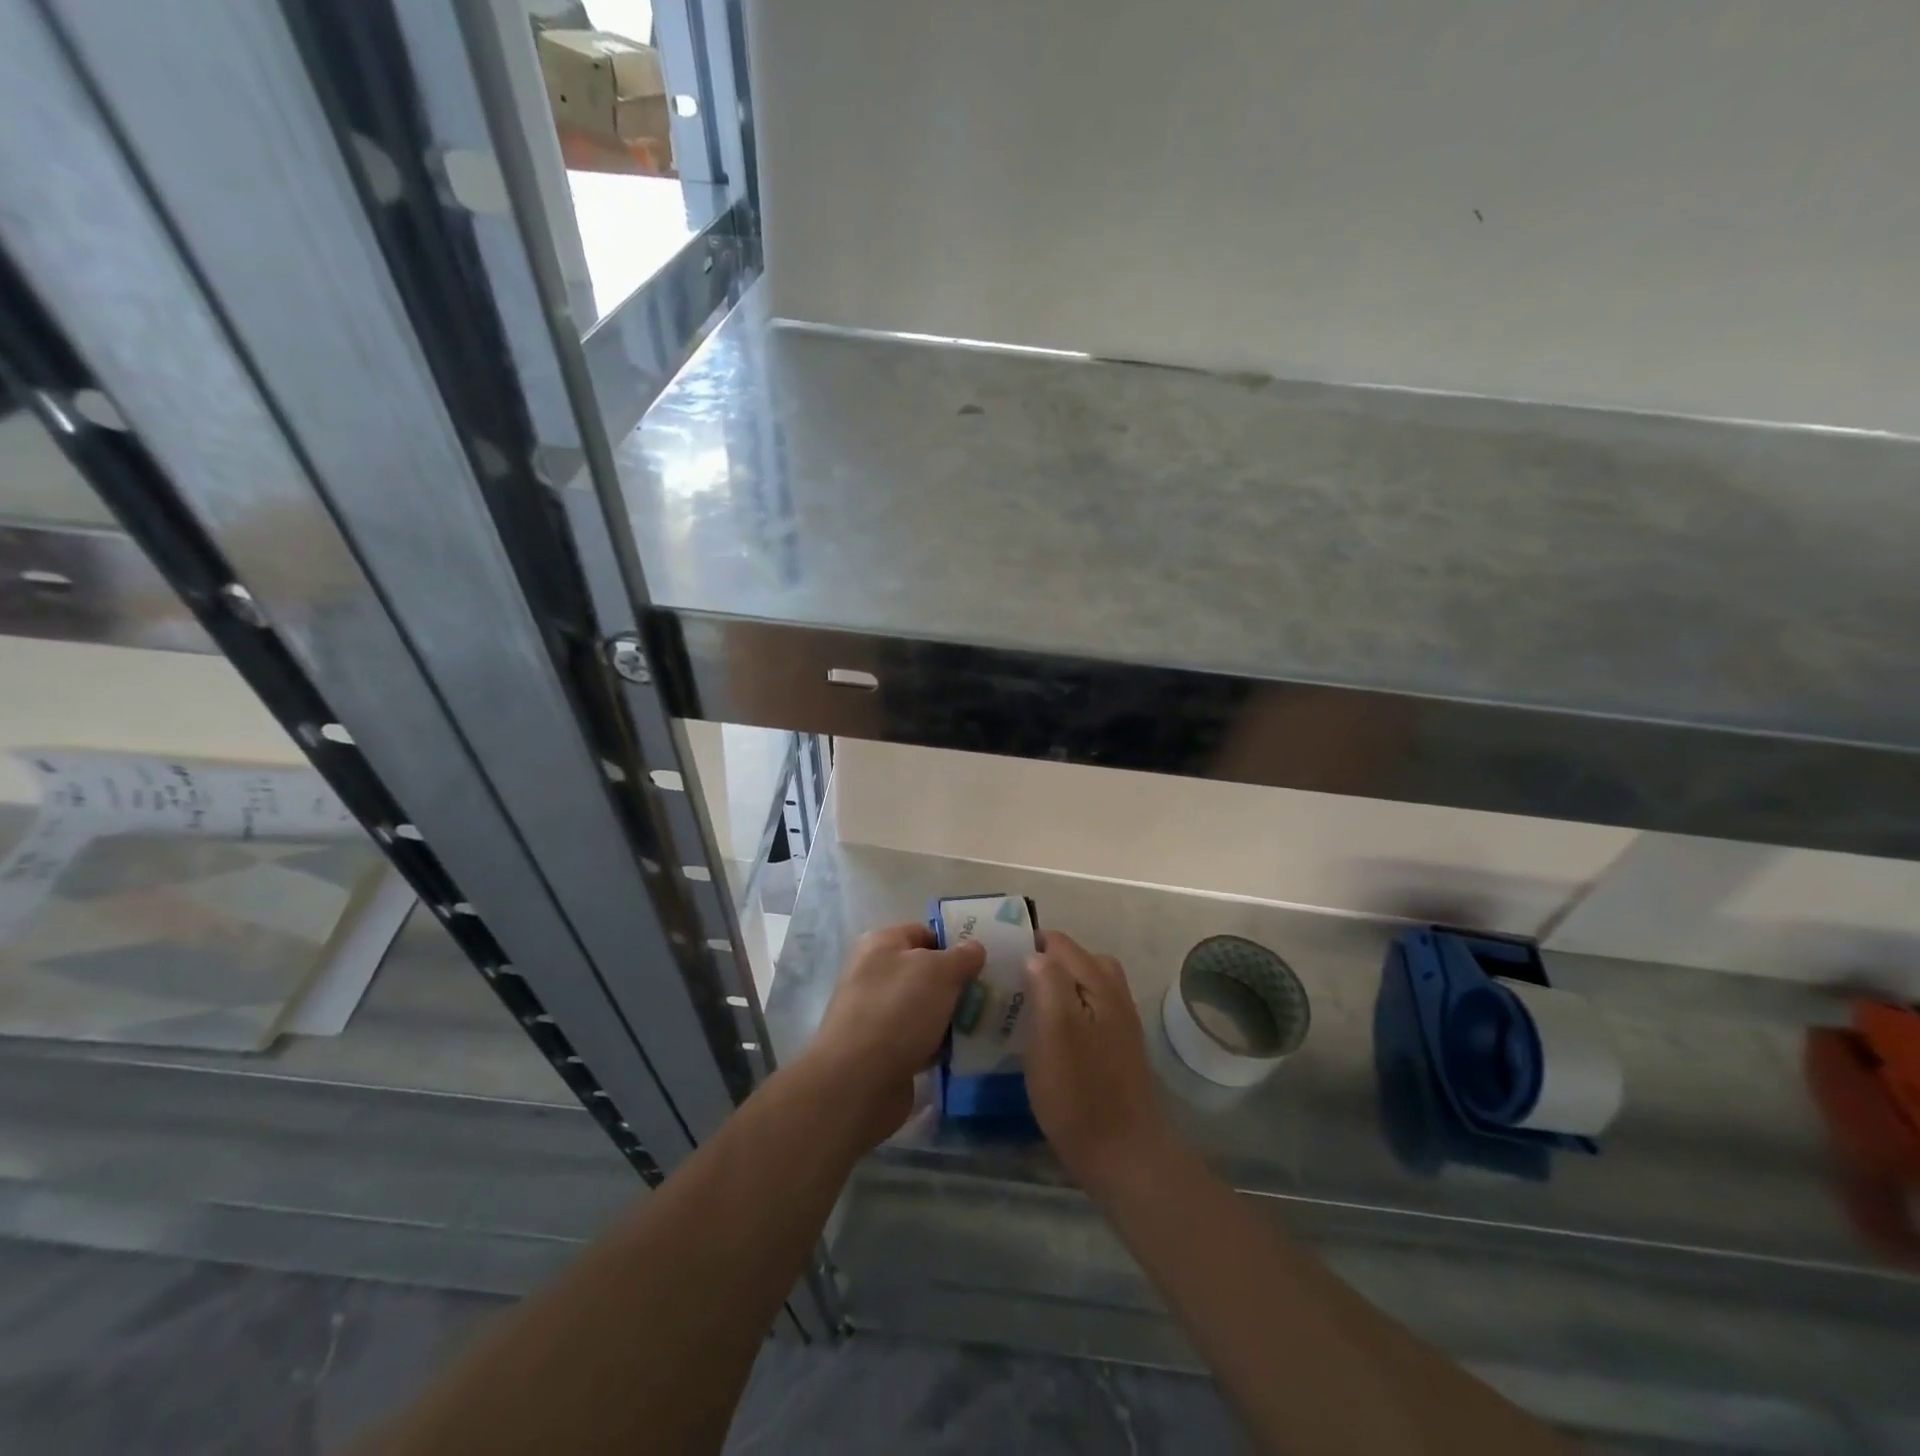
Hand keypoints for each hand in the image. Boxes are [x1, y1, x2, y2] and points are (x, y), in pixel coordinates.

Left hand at [805, 922, 984, 1148]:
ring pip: (925, 1007)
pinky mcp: (883, 1051)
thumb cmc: (899, 1010)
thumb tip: (975, 948)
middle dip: (957, 982)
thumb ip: (962, 956)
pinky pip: (920, 1039)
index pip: (924, 932)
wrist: (858, 1081)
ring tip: (986, 1022)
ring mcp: (877, 1014)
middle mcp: (874, 974)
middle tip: (991, 993)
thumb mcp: (939, 971)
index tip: (985, 959)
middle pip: (925, 972)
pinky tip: (965, 1051)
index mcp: (881, 944)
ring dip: (951, 1015)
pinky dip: (939, 1044)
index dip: (954, 942)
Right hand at [1024, 931, 1175, 1192]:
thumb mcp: (1055, 1031)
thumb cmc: (1080, 1091)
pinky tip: (1046, 1036)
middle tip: (1008, 981)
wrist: (1124, 1154)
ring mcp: (1118, 1023)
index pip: (1059, 943)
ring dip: (1054, 987)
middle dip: (1042, 962)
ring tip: (1024, 1005)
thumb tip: (1035, 954)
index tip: (996, 957)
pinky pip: (1086, 1012)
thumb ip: (1048, 983)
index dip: (1028, 943)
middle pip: (1075, 960)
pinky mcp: (1115, 1049)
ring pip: (1082, 986)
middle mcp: (1113, 994)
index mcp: (1098, 983)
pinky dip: (1065, 1011)